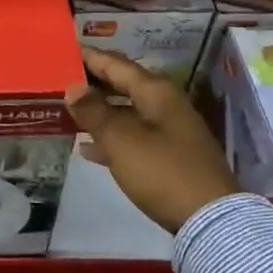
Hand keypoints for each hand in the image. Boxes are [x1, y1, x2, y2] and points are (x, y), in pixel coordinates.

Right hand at [65, 48, 238, 234]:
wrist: (210, 222)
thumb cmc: (162, 171)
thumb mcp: (121, 139)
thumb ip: (94, 111)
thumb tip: (73, 87)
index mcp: (156, 91)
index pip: (116, 64)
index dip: (90, 57)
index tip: (63, 50)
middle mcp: (165, 104)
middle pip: (123, 85)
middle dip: (93, 83)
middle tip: (61, 81)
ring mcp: (170, 132)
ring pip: (127, 112)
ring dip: (99, 112)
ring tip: (68, 112)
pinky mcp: (171, 158)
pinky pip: (134, 137)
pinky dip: (112, 138)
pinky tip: (88, 148)